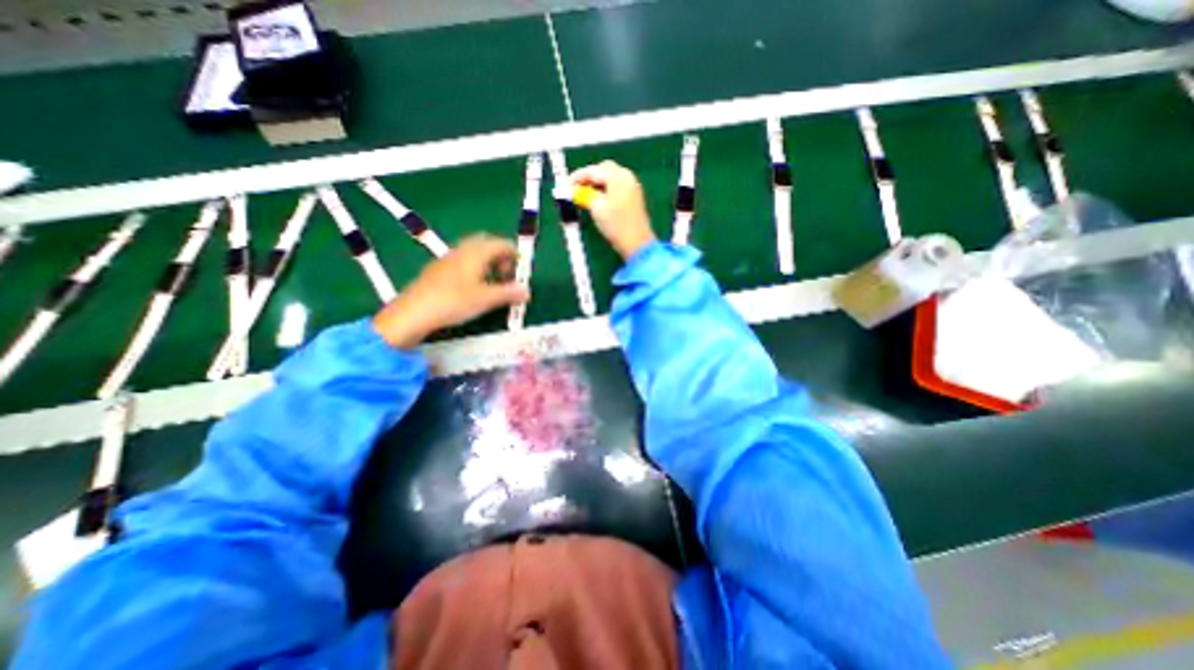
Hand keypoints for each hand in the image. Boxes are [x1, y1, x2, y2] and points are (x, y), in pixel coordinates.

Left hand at [373, 233, 524, 347]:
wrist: (413, 312)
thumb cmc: (453, 302)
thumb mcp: (486, 299)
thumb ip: (509, 293)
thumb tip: (527, 291)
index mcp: (476, 252)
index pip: (501, 244)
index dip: (515, 255)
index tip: (521, 272)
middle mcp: (462, 250)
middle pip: (487, 244)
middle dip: (501, 257)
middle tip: (507, 275)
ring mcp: (448, 259)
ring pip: (474, 253)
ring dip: (488, 264)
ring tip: (493, 284)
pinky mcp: (438, 270)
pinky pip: (463, 262)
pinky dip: (475, 269)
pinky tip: (473, 288)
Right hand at [568, 161, 651, 259]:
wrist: (637, 244)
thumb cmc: (616, 225)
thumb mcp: (597, 208)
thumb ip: (584, 194)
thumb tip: (574, 189)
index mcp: (619, 177)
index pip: (594, 170)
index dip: (578, 176)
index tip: (566, 185)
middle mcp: (627, 177)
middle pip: (604, 170)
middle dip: (588, 177)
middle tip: (575, 189)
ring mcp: (632, 187)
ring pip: (610, 178)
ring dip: (596, 184)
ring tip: (584, 195)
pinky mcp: (634, 198)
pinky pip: (616, 187)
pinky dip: (605, 190)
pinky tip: (597, 200)